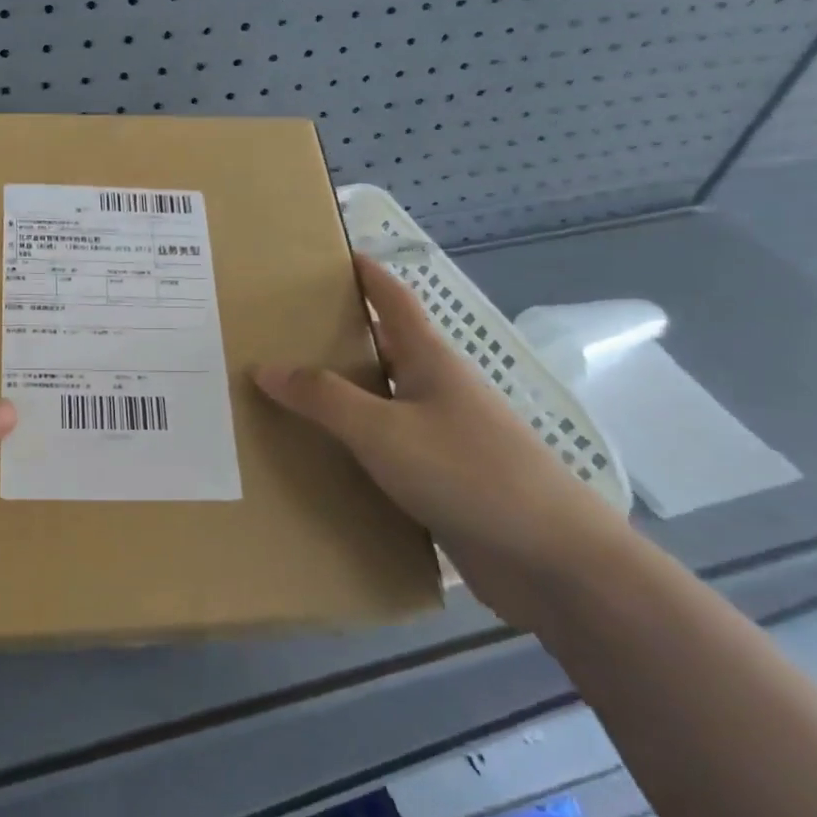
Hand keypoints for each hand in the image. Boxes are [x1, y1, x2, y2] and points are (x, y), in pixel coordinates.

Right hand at [254, 254, 621, 625]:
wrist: (551, 561)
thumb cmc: (468, 473)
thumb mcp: (383, 430)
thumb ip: (323, 398)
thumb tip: (265, 366)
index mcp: (431, 362)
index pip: (395, 302)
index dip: (370, 275)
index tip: (338, 255)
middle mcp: (438, 391)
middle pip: (386, 349)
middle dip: (342, 336)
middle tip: (286, 331)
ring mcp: (444, 437)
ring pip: (384, 402)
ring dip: (344, 395)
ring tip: (290, 392)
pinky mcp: (444, 480)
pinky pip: (388, 449)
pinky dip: (355, 444)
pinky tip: (324, 457)